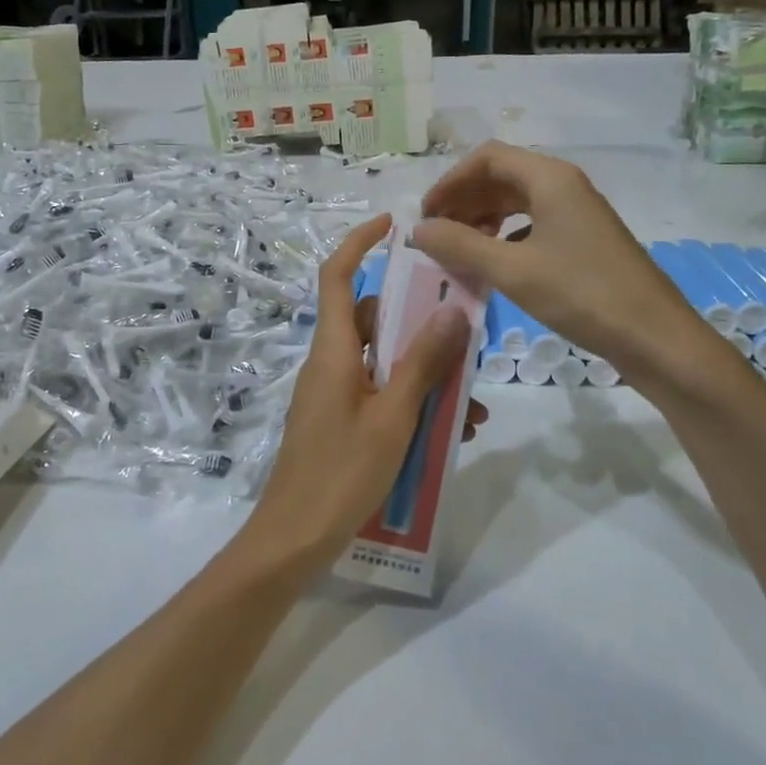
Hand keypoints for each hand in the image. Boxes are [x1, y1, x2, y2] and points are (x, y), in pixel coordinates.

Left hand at [238, 215, 484, 572]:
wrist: (295, 538)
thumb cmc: (342, 472)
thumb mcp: (394, 416)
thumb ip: (422, 362)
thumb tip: (452, 309)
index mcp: (333, 349)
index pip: (338, 275)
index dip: (360, 243)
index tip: (394, 226)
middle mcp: (330, 362)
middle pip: (372, 320)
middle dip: (419, 324)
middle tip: (464, 333)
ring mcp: (334, 394)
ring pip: (384, 362)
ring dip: (426, 374)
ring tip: (470, 405)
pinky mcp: (340, 421)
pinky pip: (381, 395)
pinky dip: (412, 403)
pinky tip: (451, 433)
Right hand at [412, 142, 729, 395]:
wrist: (655, 337)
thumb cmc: (582, 295)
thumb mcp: (512, 270)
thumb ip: (460, 245)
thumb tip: (418, 230)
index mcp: (549, 178)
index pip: (486, 158)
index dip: (449, 182)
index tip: (426, 216)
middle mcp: (564, 186)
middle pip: (501, 177)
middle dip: (463, 201)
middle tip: (436, 235)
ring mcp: (578, 213)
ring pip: (517, 201)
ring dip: (482, 219)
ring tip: (459, 249)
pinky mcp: (584, 240)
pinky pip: (533, 225)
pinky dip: (505, 237)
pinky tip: (494, 264)